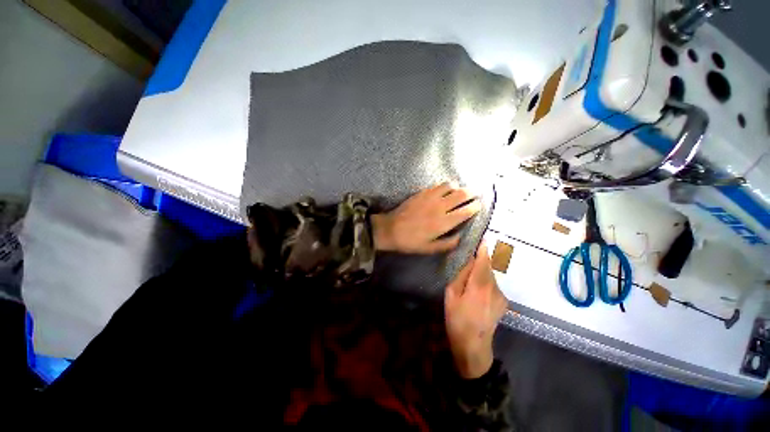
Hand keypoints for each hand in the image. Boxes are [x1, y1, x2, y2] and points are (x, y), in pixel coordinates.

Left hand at [371, 183, 481, 253]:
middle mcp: (440, 207)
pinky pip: (438, 185)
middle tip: (475, 195)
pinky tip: (445, 191)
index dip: (475, 207)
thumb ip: (448, 244)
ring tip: (459, 192)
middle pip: (461, 194)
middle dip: (472, 193)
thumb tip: (461, 237)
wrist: (390, 229)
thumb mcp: (429, 249)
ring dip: (458, 188)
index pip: (466, 211)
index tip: (479, 205)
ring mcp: (430, 197)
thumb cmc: (410, 241)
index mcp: (443, 222)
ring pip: (450, 186)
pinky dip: (445, 186)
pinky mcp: (422, 193)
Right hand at [444, 242, 507, 378]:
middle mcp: (494, 288)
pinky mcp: (503, 303)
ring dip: (481, 274)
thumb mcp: (451, 295)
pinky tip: (477, 294)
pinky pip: (493, 286)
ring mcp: (501, 296)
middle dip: (479, 263)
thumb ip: (460, 276)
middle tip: (467, 264)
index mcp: (479, 286)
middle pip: (488, 268)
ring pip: (491, 277)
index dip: (483, 250)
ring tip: (470, 283)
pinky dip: (486, 283)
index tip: (484, 239)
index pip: (483, 262)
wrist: (473, 345)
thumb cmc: (457, 319)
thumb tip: (468, 263)